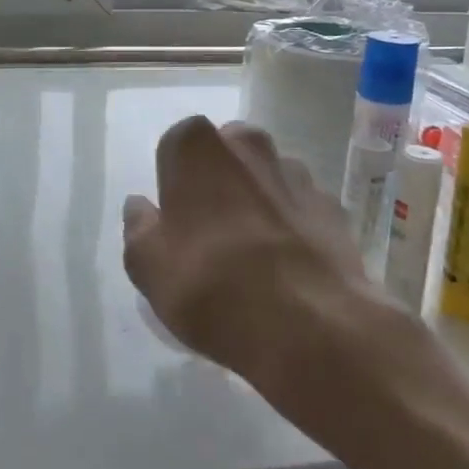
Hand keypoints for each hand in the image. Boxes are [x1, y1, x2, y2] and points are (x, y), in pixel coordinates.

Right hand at [123, 117, 371, 385]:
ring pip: (264, 178)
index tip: (174, 221)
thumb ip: (137, 228)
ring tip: (251, 256)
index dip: (172, 183)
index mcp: (197, 146)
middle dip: (216, 182)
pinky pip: (298, 208)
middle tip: (208, 233)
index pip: (174, 145)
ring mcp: (296, 172)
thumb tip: (140, 206)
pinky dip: (289, 226)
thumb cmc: (211, 284)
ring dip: (255, 201)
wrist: (311, 325)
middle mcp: (248, 143)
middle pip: (223, 154)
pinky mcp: (331, 206)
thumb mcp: (147, 266)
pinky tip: (286, 267)